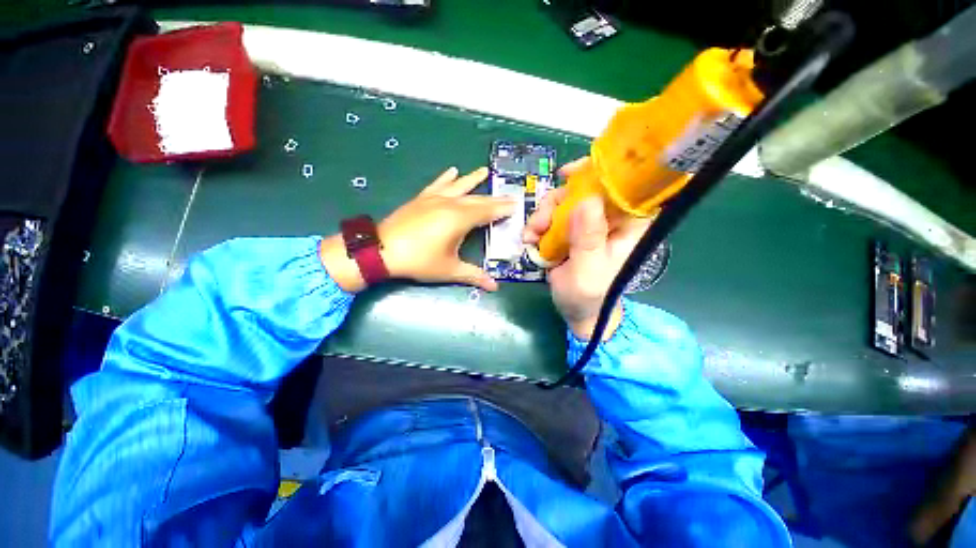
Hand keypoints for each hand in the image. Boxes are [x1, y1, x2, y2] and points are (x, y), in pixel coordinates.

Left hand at [321, 166, 515, 292]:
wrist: (381, 250)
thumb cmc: (419, 261)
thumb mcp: (449, 270)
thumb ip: (474, 275)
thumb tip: (495, 287)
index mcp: (459, 219)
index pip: (488, 211)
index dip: (503, 209)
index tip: (516, 205)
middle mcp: (449, 204)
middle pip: (477, 199)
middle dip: (494, 198)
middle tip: (509, 195)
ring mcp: (434, 199)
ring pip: (459, 187)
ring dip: (473, 179)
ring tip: (484, 171)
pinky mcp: (421, 199)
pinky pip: (437, 184)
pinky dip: (446, 178)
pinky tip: (452, 170)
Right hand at [523, 158, 649, 340]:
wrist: (575, 311)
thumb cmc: (588, 296)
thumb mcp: (587, 271)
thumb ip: (588, 239)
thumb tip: (586, 200)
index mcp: (626, 226)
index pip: (622, 186)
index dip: (598, 172)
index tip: (568, 174)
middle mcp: (608, 219)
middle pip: (584, 190)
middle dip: (556, 202)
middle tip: (539, 223)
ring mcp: (586, 224)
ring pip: (563, 202)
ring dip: (543, 215)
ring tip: (531, 236)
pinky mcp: (569, 231)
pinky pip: (552, 217)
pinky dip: (538, 225)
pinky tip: (530, 239)